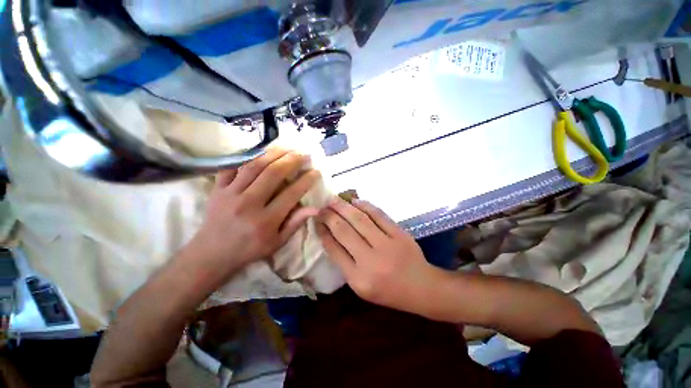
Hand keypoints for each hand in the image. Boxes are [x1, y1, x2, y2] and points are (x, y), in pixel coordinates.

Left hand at [186, 148, 320, 282]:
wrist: (211, 253)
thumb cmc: (250, 249)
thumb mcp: (277, 242)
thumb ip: (296, 223)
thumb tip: (315, 208)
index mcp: (266, 220)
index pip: (291, 193)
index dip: (306, 180)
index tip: (316, 171)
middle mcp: (248, 203)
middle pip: (273, 173)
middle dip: (292, 160)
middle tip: (304, 154)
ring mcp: (230, 193)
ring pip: (254, 165)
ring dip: (274, 153)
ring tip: (287, 147)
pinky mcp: (218, 188)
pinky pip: (232, 166)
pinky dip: (247, 156)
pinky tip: (261, 151)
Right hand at [316, 197, 438, 314]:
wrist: (421, 287)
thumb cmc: (388, 291)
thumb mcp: (361, 286)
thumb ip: (345, 263)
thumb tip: (330, 236)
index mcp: (358, 279)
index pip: (334, 249)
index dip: (322, 232)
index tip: (316, 221)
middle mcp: (370, 261)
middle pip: (344, 231)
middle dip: (329, 216)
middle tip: (322, 207)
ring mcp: (387, 245)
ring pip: (360, 219)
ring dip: (344, 207)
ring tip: (334, 200)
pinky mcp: (399, 234)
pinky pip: (379, 215)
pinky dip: (365, 205)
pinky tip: (355, 201)